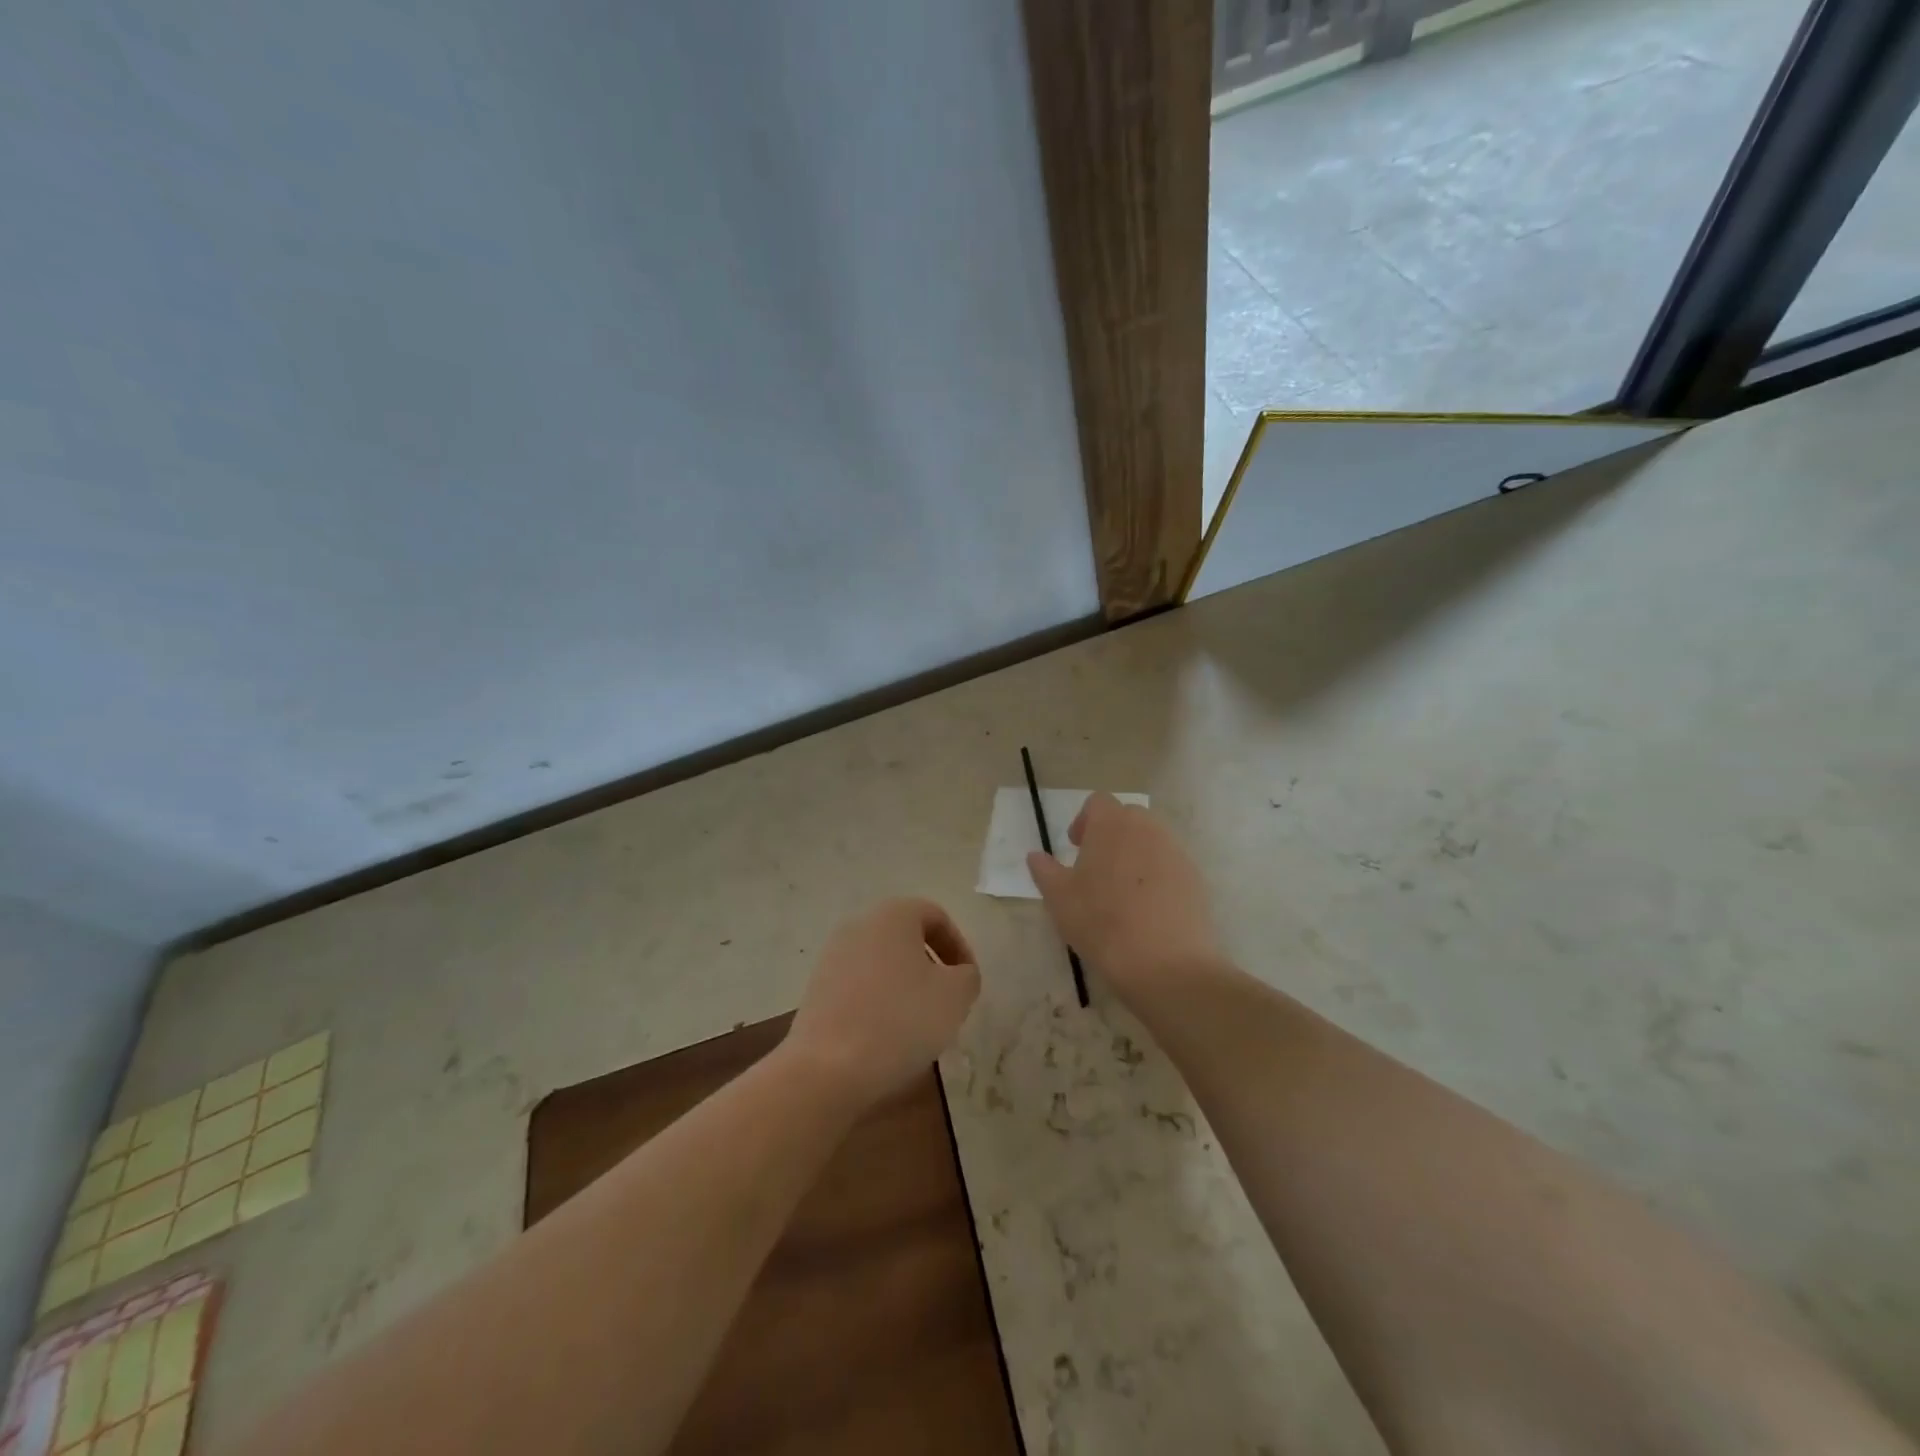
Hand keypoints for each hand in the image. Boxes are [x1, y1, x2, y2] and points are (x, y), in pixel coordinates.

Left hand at [785, 898, 980, 1108]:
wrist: (828, 1067)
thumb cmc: (901, 1019)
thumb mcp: (956, 996)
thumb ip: (968, 976)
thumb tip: (959, 975)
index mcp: (893, 914)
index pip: (936, 917)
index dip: (959, 948)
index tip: (968, 982)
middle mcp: (859, 924)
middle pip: (906, 938)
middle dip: (931, 968)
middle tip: (946, 1002)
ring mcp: (832, 955)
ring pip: (882, 963)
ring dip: (905, 987)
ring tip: (918, 1025)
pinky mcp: (816, 988)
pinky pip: (859, 986)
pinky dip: (878, 1002)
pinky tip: (887, 1037)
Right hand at [1027, 793, 1220, 1002]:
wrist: (1166, 962)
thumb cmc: (1102, 922)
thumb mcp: (1059, 899)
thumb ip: (1045, 871)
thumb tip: (1035, 855)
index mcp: (1112, 824)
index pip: (1098, 802)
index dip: (1084, 820)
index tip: (1076, 847)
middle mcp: (1148, 828)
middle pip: (1127, 818)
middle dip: (1110, 835)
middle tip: (1096, 868)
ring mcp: (1176, 852)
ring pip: (1151, 841)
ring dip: (1134, 855)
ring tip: (1121, 891)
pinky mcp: (1196, 878)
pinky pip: (1170, 866)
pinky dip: (1157, 876)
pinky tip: (1147, 909)